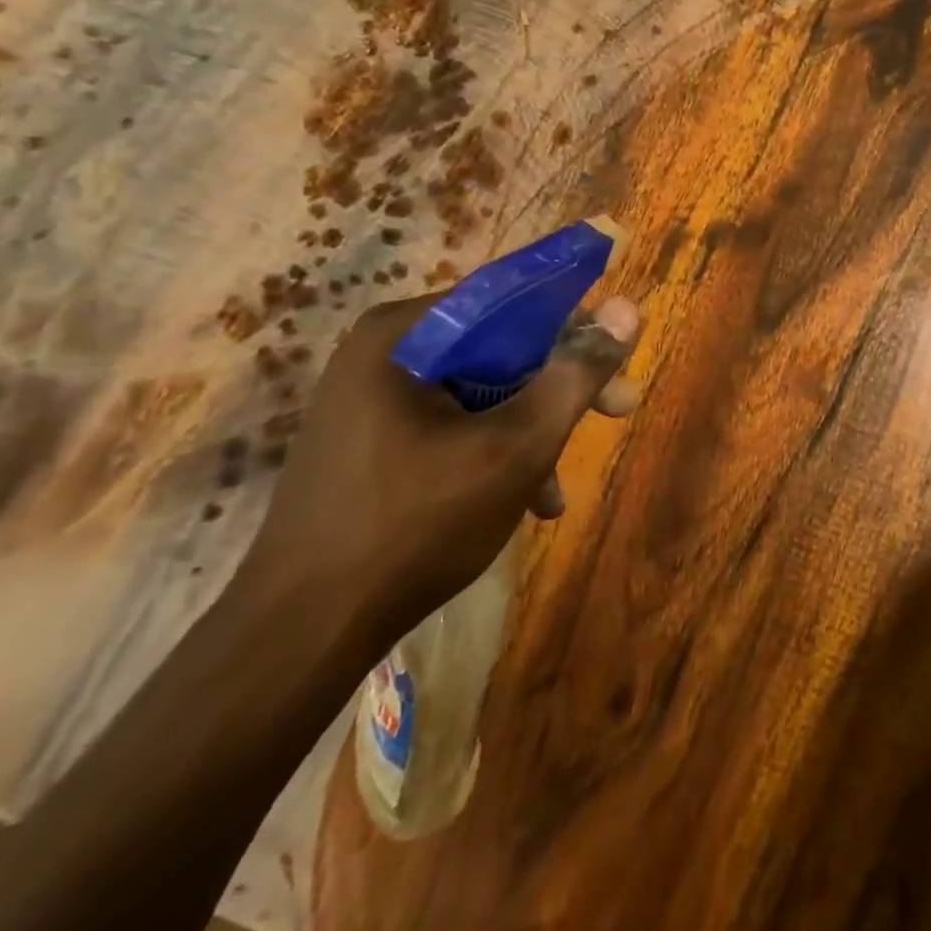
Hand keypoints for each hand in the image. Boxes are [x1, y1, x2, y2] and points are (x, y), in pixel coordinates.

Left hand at [238, 293, 639, 637]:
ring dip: (531, 429)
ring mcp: (371, 398)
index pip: (512, 298)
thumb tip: (628, 308)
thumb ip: (576, 374)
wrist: (302, 632)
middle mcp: (384, 352)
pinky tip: (523, 502)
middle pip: (500, 347)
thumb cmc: (418, 524)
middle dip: (560, 387)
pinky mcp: (369, 440)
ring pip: (481, 391)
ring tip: (558, 488)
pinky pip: (451, 423)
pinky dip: (493, 451)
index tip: (618, 359)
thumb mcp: (518, 446)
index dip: (576, 324)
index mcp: (406, 334)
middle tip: (618, 411)